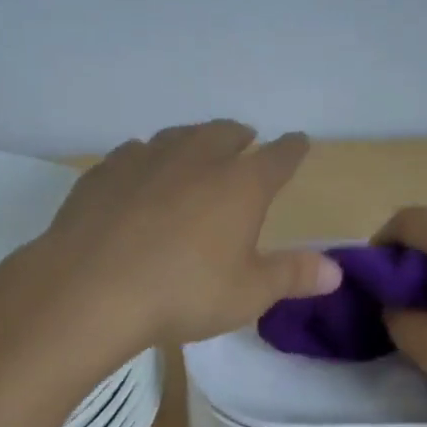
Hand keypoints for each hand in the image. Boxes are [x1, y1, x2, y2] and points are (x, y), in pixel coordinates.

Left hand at [43, 121, 341, 347]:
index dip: (293, 149)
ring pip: (178, 136)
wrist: (89, 289)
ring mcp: (146, 159)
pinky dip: (148, 158)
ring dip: (194, 140)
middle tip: (245, 141)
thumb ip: (293, 276)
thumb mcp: (248, 294)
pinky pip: (134, 152)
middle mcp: (196, 158)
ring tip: (196, 150)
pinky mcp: (105, 171)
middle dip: (240, 136)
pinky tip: (141, 173)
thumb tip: (337, 270)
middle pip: (225, 133)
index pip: (278, 157)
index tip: (299, 142)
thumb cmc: (182, 292)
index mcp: (240, 185)